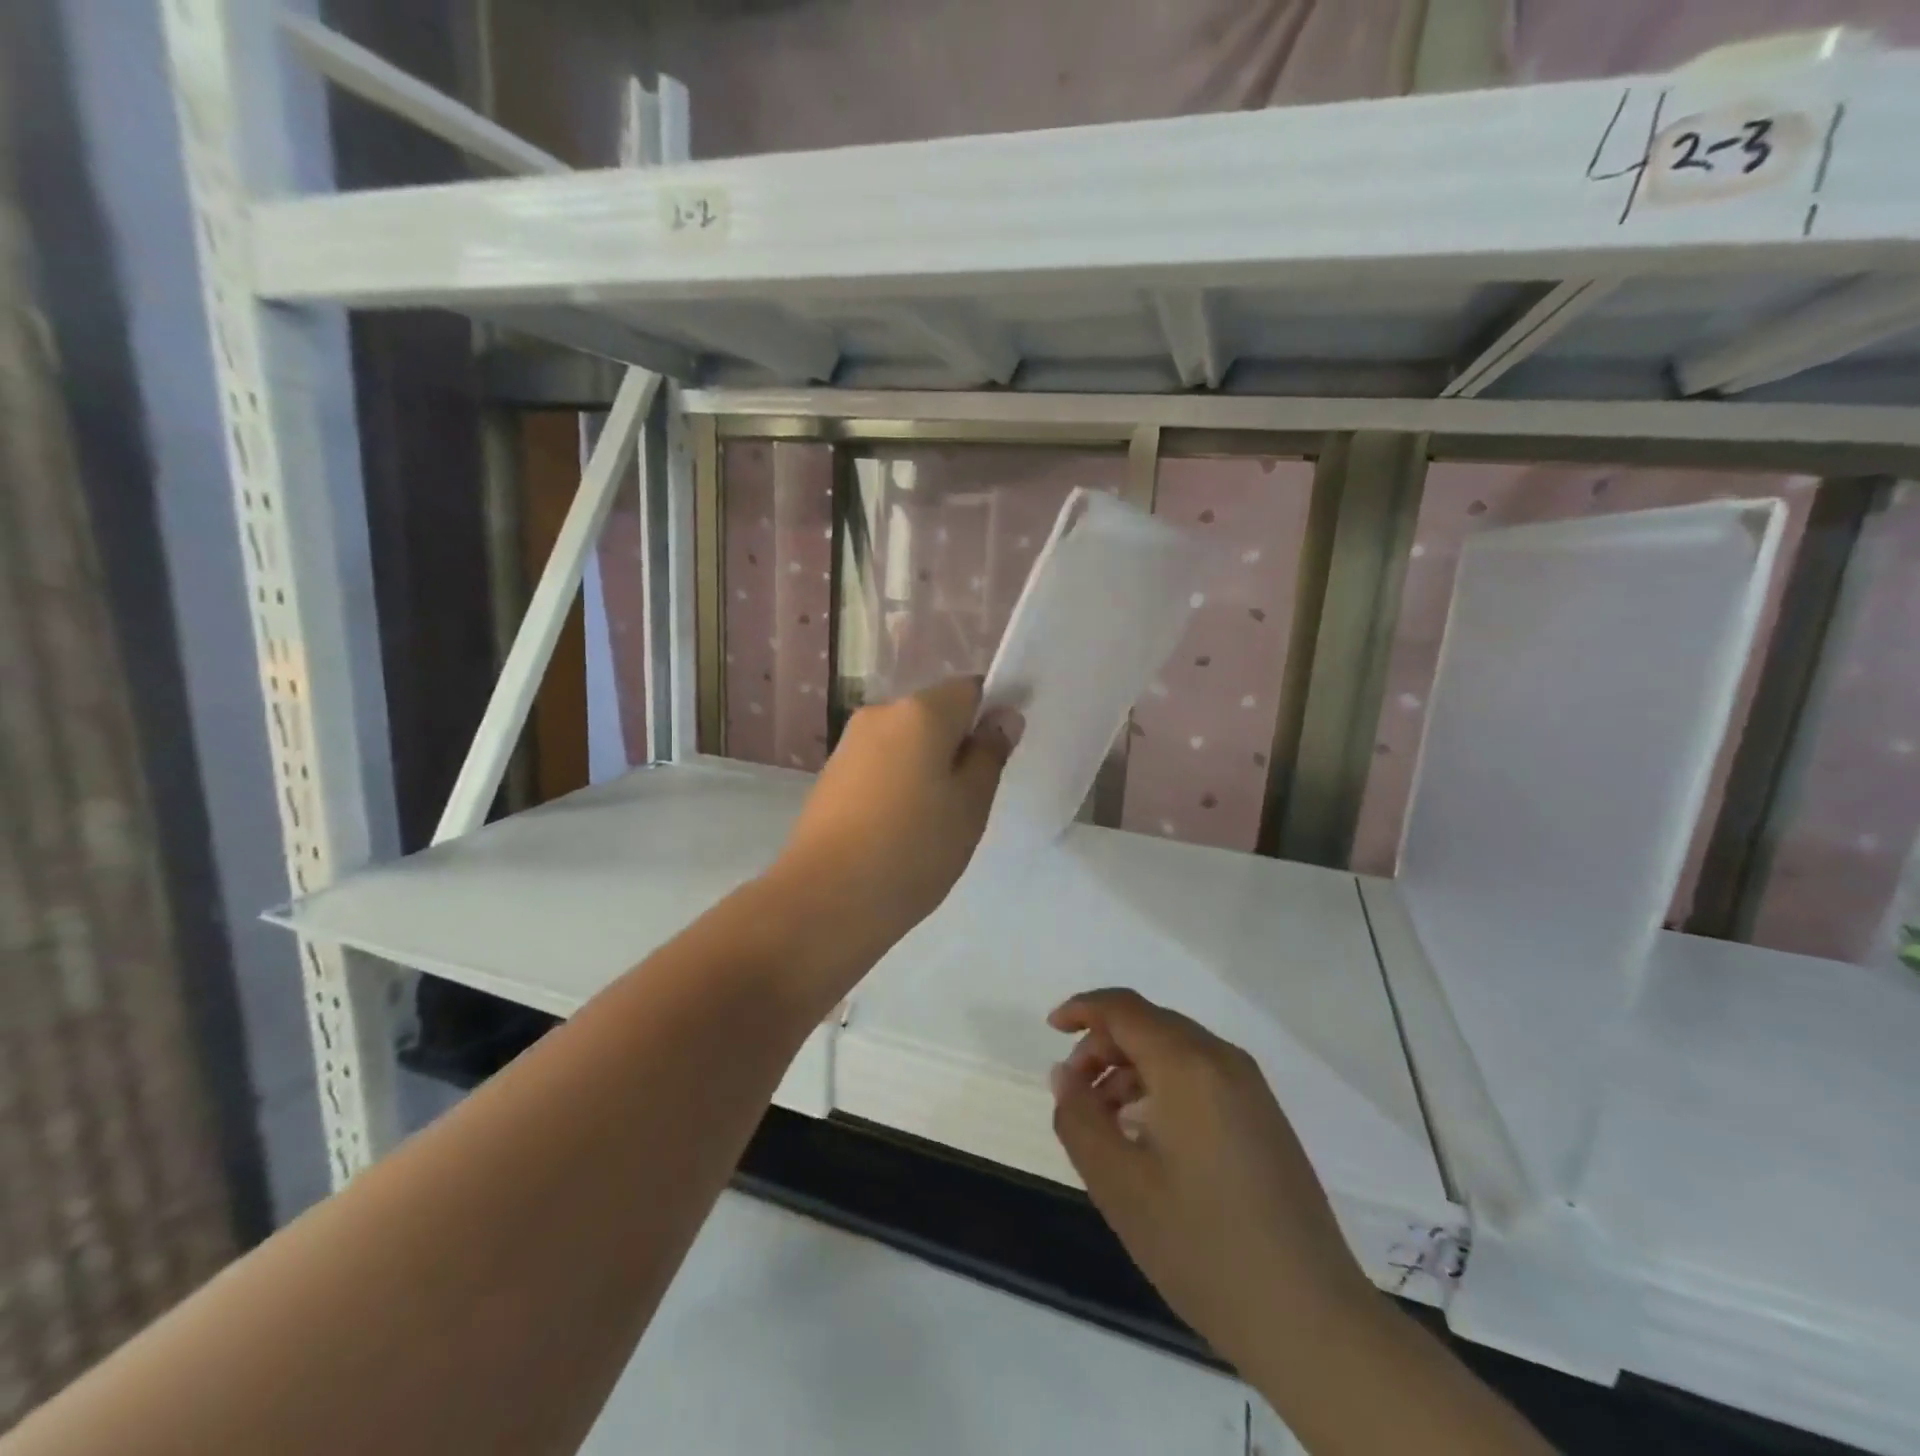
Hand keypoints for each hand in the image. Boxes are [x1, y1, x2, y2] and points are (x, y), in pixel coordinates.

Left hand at [767, 677, 1018, 983]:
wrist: (825, 900)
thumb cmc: (913, 849)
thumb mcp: (970, 805)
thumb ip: (990, 754)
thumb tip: (1003, 716)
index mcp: (920, 712)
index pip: (970, 689)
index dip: (991, 715)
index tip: (999, 757)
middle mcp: (881, 714)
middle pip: (935, 714)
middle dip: (957, 746)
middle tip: (970, 800)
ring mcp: (849, 744)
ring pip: (906, 742)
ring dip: (926, 767)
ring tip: (932, 822)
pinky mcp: (831, 775)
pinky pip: (880, 765)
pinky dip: (897, 784)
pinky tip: (898, 828)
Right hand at [1048, 989, 1375, 1379]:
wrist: (1312, 1321)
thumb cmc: (1203, 1247)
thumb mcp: (1118, 1184)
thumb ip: (1079, 1118)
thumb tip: (1065, 1074)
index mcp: (1189, 1065)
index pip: (1125, 1008)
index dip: (1082, 1009)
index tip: (1049, 1030)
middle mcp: (1224, 1061)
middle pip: (1150, 1024)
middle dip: (1103, 1045)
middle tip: (1074, 1091)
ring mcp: (1251, 1089)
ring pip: (1176, 1050)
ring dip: (1131, 1068)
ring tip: (1106, 1121)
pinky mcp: (1264, 1119)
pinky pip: (1201, 1076)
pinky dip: (1162, 1086)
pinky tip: (1148, 1136)